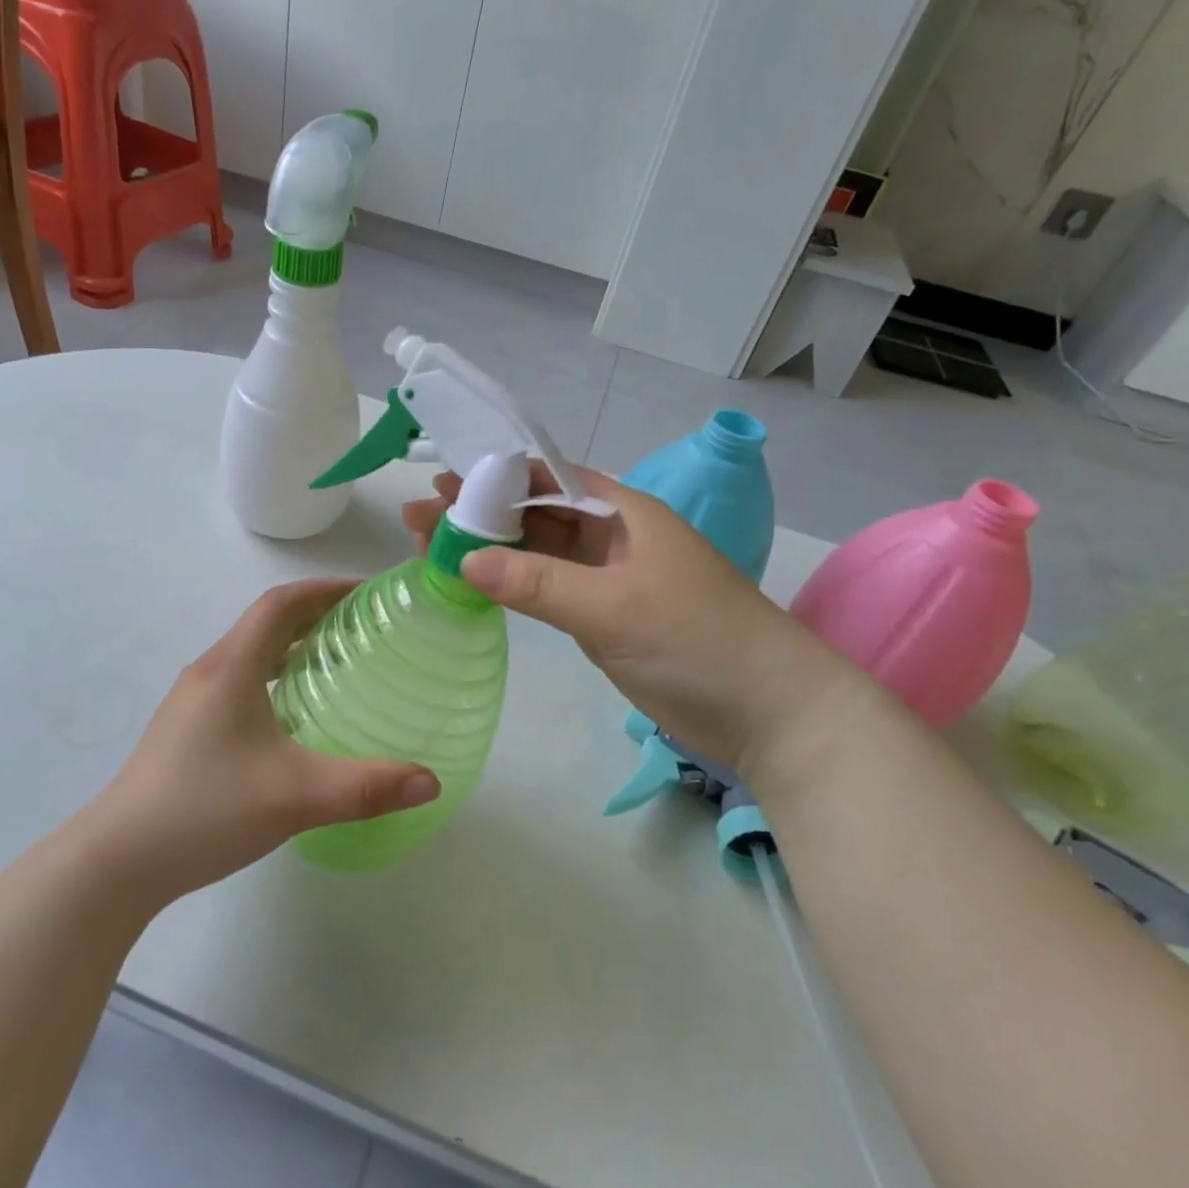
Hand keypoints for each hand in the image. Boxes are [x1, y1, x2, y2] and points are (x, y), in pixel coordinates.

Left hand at [87, 579, 440, 905]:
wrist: (117, 860)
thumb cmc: (205, 810)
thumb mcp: (295, 797)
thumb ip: (367, 787)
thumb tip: (431, 781)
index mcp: (231, 667)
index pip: (280, 603)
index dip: (323, 589)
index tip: (366, 593)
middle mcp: (209, 671)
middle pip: (265, 622)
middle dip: (314, 614)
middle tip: (362, 627)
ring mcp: (192, 700)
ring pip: (249, 653)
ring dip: (291, 645)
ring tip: (335, 662)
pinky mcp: (185, 728)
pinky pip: (238, 680)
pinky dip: (272, 676)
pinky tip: (292, 715)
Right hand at [403, 466, 862, 775]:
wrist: (768, 712)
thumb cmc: (698, 640)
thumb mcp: (614, 606)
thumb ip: (537, 582)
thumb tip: (465, 559)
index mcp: (622, 512)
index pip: (548, 476)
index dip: (495, 474)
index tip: (444, 478)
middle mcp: (610, 537)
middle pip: (534, 514)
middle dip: (480, 512)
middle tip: (419, 515)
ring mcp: (605, 579)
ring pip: (535, 553)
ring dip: (489, 548)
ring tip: (429, 546)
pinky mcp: (601, 617)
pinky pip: (544, 589)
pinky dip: (509, 584)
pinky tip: (473, 581)